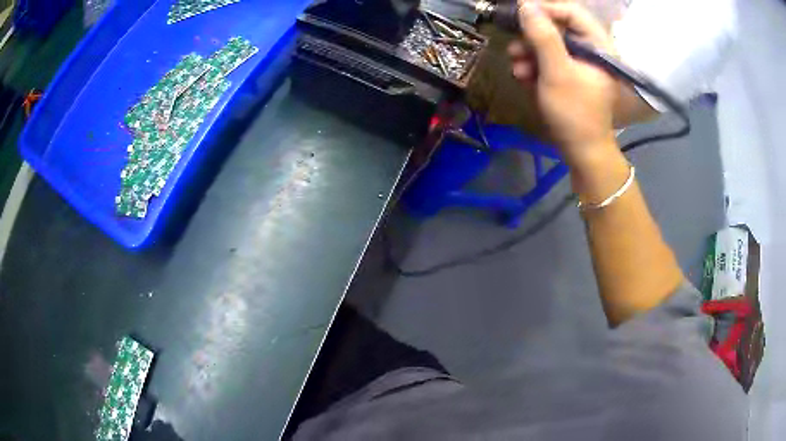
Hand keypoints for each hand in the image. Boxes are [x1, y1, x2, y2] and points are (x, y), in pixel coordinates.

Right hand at [507, 1, 618, 163]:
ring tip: (516, 66)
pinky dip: (535, 66)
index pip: (572, 12)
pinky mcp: (571, 74)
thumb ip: (542, 36)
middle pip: (559, 27)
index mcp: (598, 46)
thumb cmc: (574, 112)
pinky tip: (524, 76)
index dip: (545, 9)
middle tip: (514, 46)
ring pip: (551, 44)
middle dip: (533, 36)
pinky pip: (550, 60)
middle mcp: (591, 50)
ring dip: (529, 53)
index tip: (519, 12)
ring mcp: (581, 63)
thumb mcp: (556, 71)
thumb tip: (525, 5)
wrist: (582, 150)